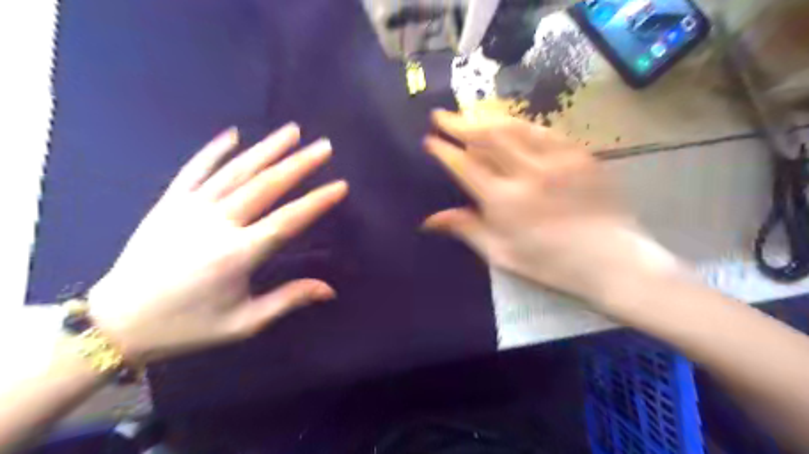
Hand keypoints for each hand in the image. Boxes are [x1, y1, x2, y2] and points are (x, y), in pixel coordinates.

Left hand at [89, 123, 346, 363]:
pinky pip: (194, 170)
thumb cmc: (188, 325)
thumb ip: (288, 299)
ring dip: (267, 149)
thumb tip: (330, 290)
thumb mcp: (244, 322)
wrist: (116, 323)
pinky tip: (233, 134)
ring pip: (236, 171)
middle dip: (299, 164)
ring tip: (291, 131)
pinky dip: (215, 150)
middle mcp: (218, 224)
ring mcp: (190, 209)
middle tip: (324, 146)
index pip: (288, 220)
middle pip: (266, 186)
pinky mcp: (168, 203)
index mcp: (239, 255)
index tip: (340, 185)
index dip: (317, 202)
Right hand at [423, 110, 681, 308]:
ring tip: (469, 111)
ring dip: (486, 116)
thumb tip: (430, 220)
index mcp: (504, 201)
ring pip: (513, 126)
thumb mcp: (501, 254)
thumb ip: (466, 230)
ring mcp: (556, 159)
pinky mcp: (578, 154)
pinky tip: (509, 121)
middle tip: (442, 114)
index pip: (466, 165)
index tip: (430, 140)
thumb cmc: (551, 263)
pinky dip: (519, 123)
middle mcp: (527, 173)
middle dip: (459, 122)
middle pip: (486, 137)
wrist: (612, 260)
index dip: (444, 150)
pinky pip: (542, 130)